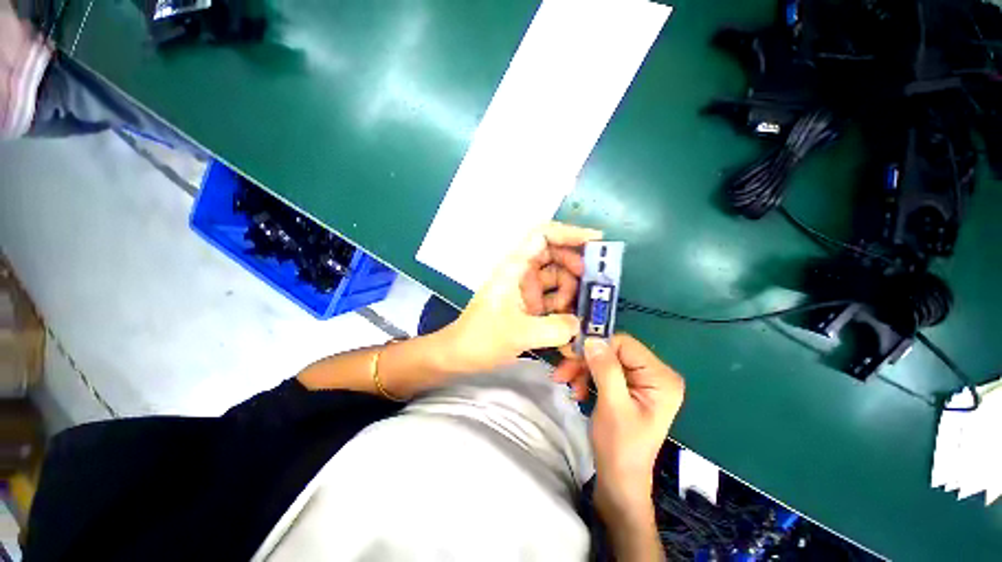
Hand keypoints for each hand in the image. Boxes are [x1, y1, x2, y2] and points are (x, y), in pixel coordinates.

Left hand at [440, 222, 601, 372]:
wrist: (458, 355)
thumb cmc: (481, 338)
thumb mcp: (518, 334)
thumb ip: (554, 329)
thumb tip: (581, 325)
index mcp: (514, 268)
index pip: (541, 235)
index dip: (568, 233)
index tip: (596, 242)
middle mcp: (521, 273)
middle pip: (554, 254)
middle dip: (575, 265)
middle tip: (595, 284)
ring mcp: (525, 289)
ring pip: (556, 277)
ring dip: (571, 291)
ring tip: (580, 312)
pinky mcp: (528, 305)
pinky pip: (553, 297)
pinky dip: (564, 306)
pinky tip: (572, 322)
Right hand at [554, 335, 684, 513]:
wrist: (619, 479)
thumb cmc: (620, 447)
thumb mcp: (612, 406)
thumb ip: (605, 370)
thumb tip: (592, 339)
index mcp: (661, 378)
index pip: (625, 344)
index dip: (597, 345)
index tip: (570, 353)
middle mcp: (655, 374)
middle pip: (613, 351)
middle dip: (585, 360)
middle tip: (562, 370)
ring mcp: (642, 381)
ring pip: (604, 360)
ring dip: (582, 369)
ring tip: (565, 382)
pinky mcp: (629, 387)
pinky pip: (604, 371)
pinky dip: (587, 377)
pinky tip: (577, 391)